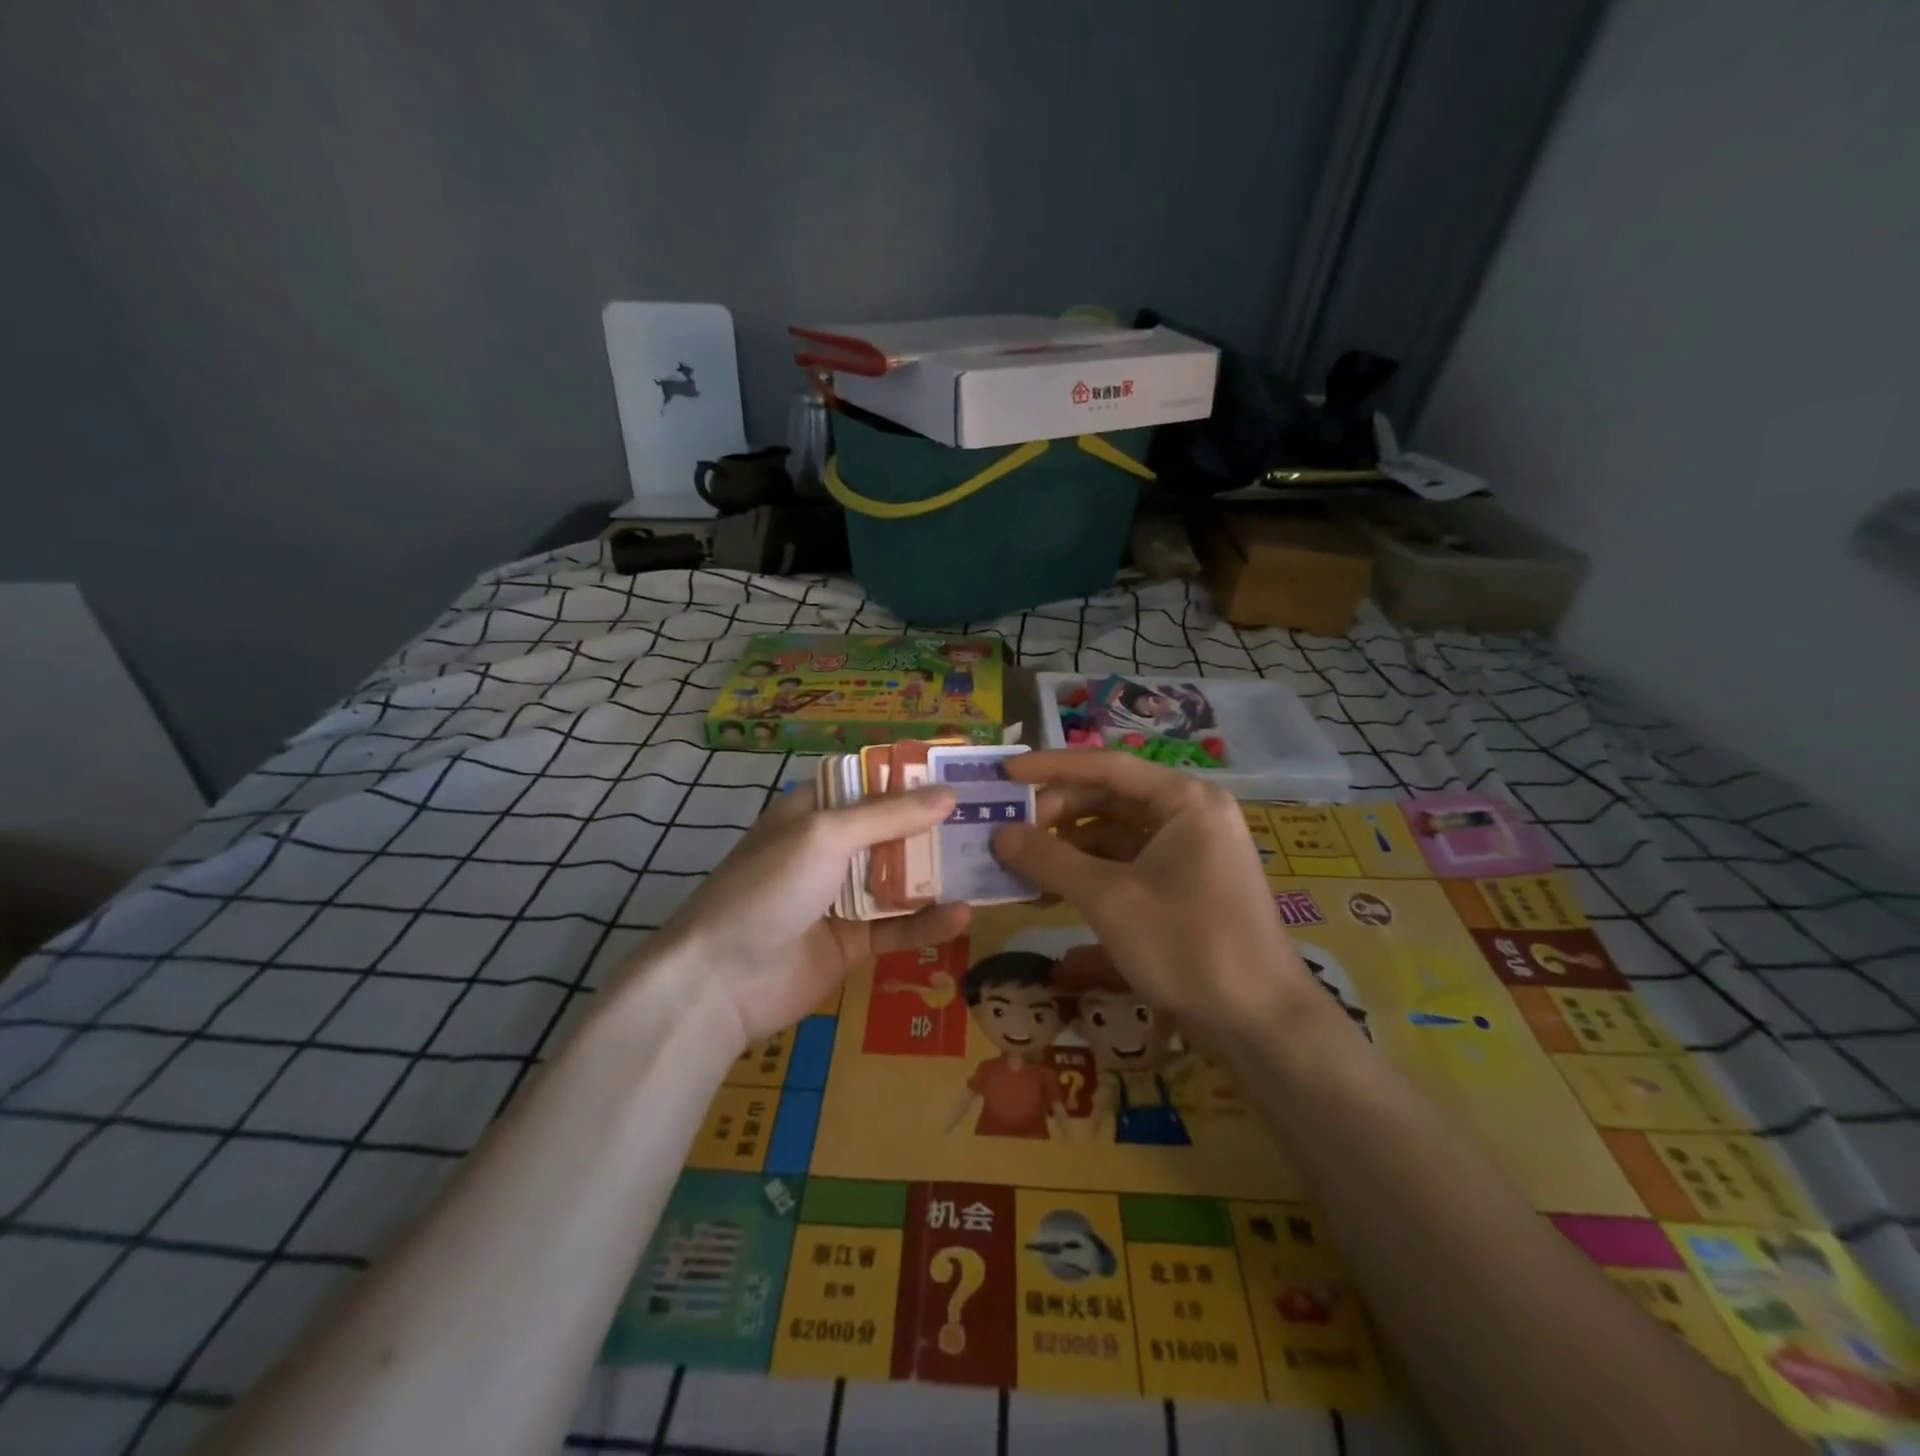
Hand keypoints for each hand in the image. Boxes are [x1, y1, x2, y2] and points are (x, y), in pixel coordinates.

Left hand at [652, 783, 969, 1041]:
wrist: (721, 981)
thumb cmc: (770, 887)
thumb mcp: (827, 836)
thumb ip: (889, 815)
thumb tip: (949, 793)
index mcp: (813, 812)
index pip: (869, 783)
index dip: (911, 777)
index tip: (960, 772)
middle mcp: (830, 849)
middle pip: (892, 830)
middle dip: (936, 826)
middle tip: (990, 819)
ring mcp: (842, 897)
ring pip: (901, 879)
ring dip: (939, 874)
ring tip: (987, 863)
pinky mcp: (853, 942)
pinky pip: (897, 927)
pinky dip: (926, 923)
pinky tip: (961, 915)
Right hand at [990, 751, 1327, 1041]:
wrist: (1261, 1025)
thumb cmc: (1187, 944)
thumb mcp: (1109, 898)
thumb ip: (1050, 859)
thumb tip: (998, 834)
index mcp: (1184, 801)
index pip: (1106, 767)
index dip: (1051, 767)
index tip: (1005, 775)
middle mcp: (1190, 818)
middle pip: (1109, 801)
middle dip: (1057, 817)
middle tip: (1009, 835)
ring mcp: (1189, 856)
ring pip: (1115, 838)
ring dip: (1068, 851)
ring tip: (1020, 870)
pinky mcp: (1183, 891)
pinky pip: (1127, 869)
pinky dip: (1089, 879)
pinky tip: (1050, 898)